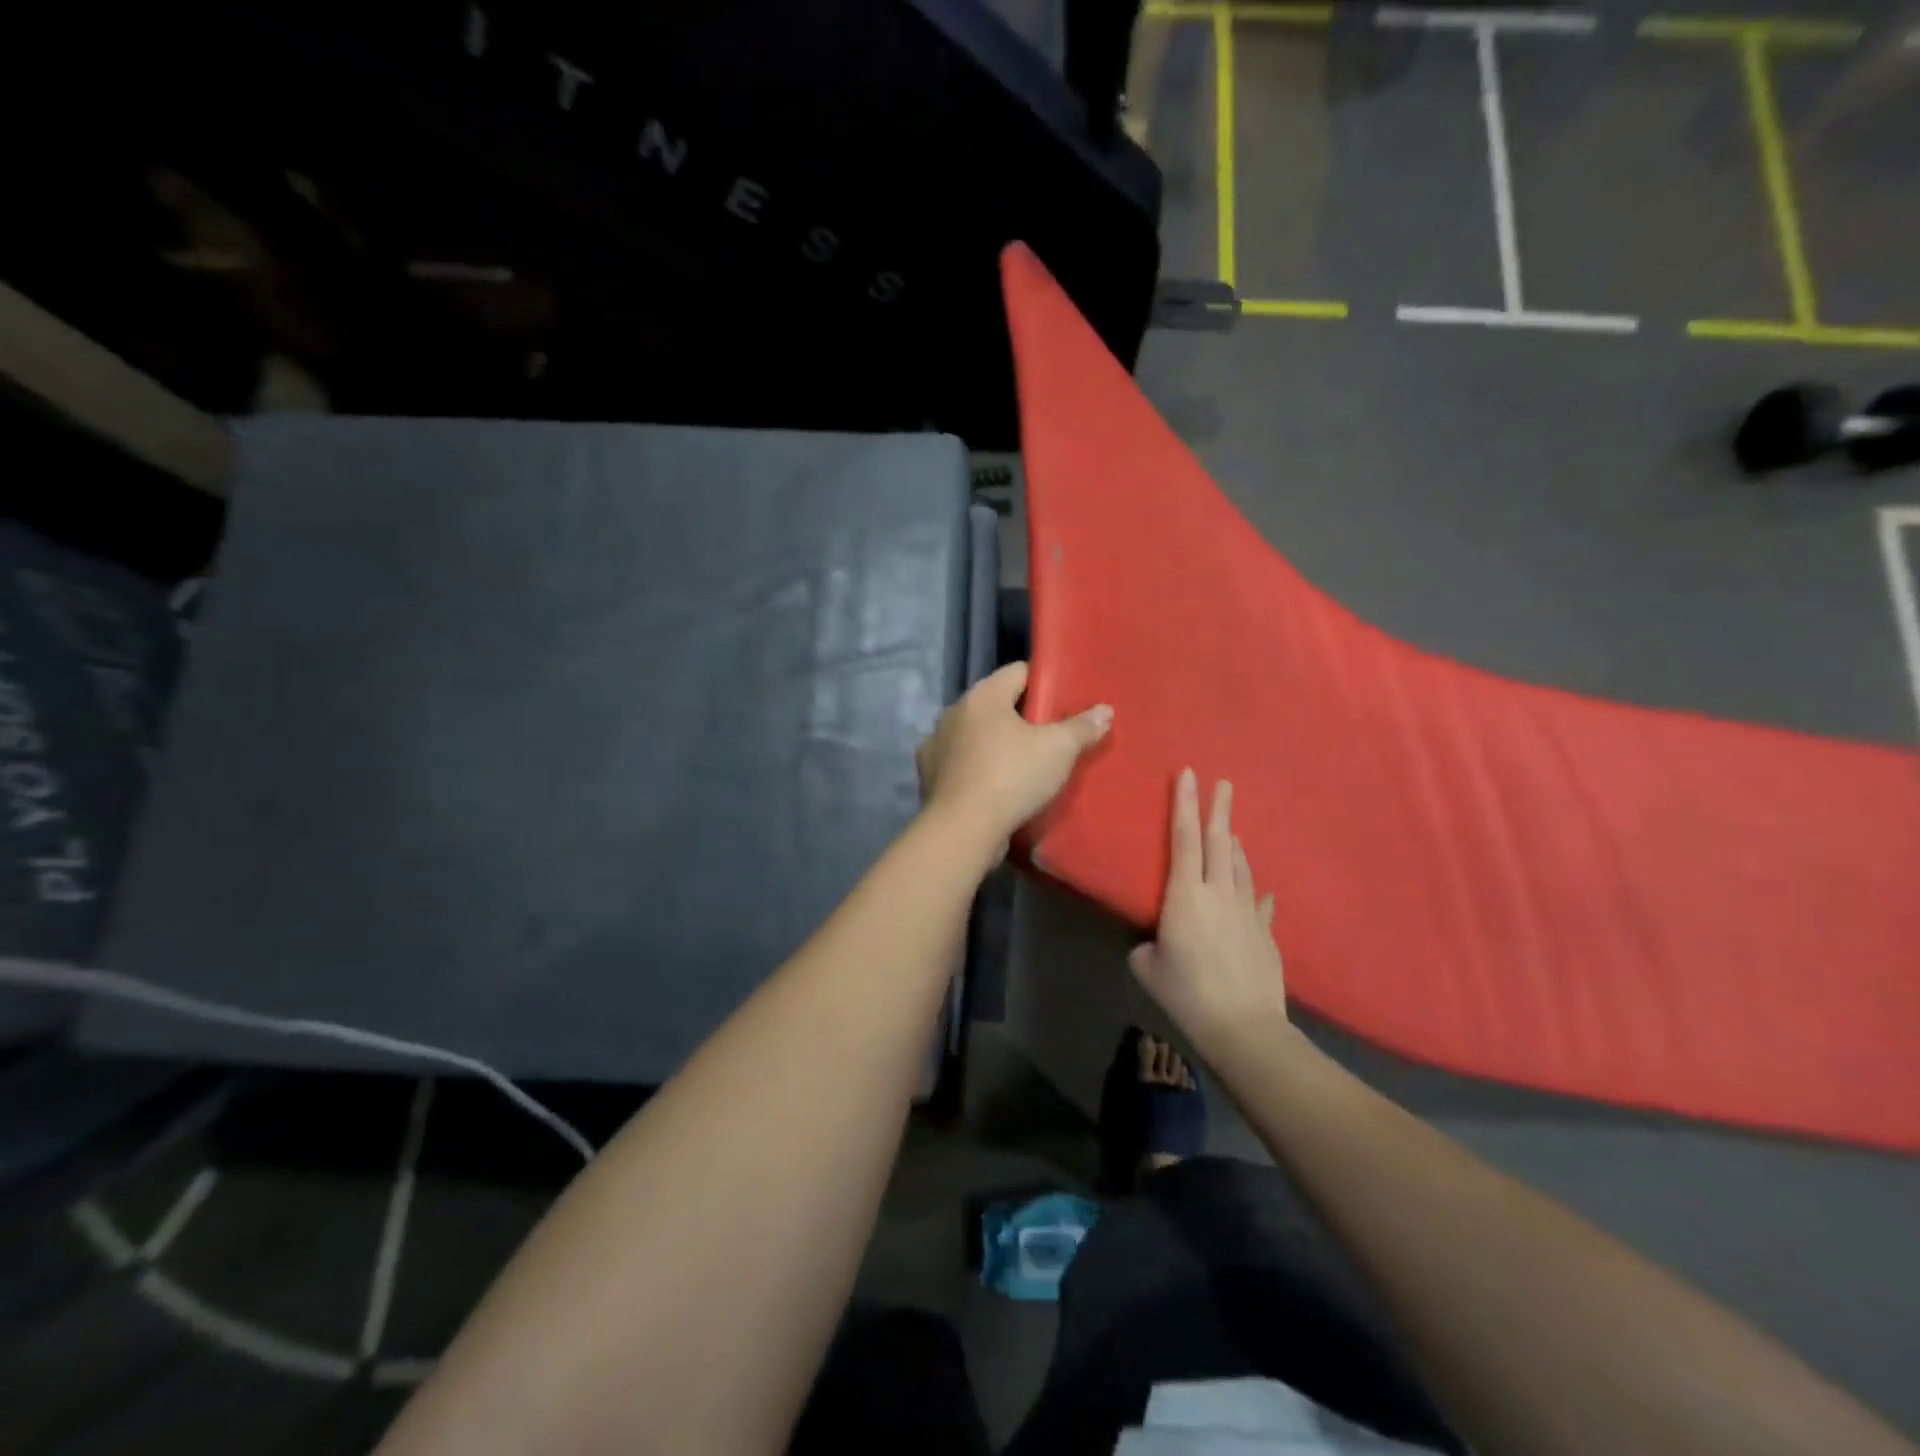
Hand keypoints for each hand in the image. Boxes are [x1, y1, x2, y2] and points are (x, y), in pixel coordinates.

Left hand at [916, 662, 1112, 853]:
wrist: (963, 830)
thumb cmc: (1011, 777)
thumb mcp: (1059, 750)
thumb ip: (1082, 727)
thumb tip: (1104, 710)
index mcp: (982, 695)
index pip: (1018, 672)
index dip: (1044, 683)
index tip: (1064, 701)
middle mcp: (954, 712)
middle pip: (996, 704)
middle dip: (1022, 716)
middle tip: (1052, 735)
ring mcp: (937, 743)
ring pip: (976, 734)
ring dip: (997, 743)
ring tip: (1024, 763)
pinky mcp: (929, 775)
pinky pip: (961, 762)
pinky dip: (977, 768)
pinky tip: (995, 785)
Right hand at [1128, 769, 1289, 1056]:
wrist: (1244, 1027)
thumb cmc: (1186, 994)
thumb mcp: (1146, 967)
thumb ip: (1145, 945)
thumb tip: (1154, 942)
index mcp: (1185, 895)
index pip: (1184, 838)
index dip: (1185, 804)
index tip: (1189, 774)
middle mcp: (1219, 893)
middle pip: (1220, 841)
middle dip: (1219, 808)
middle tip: (1224, 782)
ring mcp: (1247, 912)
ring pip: (1240, 866)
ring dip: (1234, 843)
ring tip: (1230, 829)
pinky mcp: (1265, 933)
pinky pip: (1258, 902)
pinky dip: (1253, 890)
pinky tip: (1257, 890)